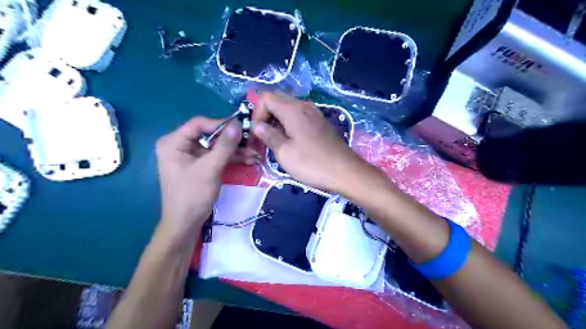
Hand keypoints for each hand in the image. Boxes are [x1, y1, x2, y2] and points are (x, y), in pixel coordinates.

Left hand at [155, 117, 243, 234]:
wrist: (186, 223)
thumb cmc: (193, 194)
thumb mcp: (210, 168)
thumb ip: (225, 145)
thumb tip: (238, 124)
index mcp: (173, 142)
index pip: (199, 124)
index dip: (221, 124)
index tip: (241, 128)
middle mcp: (180, 145)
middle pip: (209, 135)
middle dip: (232, 140)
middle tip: (251, 141)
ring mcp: (190, 156)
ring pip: (215, 146)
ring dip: (235, 150)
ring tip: (254, 153)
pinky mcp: (199, 166)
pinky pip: (216, 157)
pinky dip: (230, 158)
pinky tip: (247, 159)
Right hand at [252, 92, 369, 192]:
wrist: (345, 172)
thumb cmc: (312, 163)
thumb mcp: (284, 152)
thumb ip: (268, 135)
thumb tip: (257, 125)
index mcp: (293, 109)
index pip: (266, 98)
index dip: (256, 113)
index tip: (256, 133)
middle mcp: (304, 106)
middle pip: (277, 101)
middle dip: (266, 116)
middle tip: (263, 137)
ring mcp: (314, 114)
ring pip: (288, 109)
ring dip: (277, 121)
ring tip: (275, 141)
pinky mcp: (320, 123)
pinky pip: (299, 117)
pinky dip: (289, 125)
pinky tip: (290, 141)